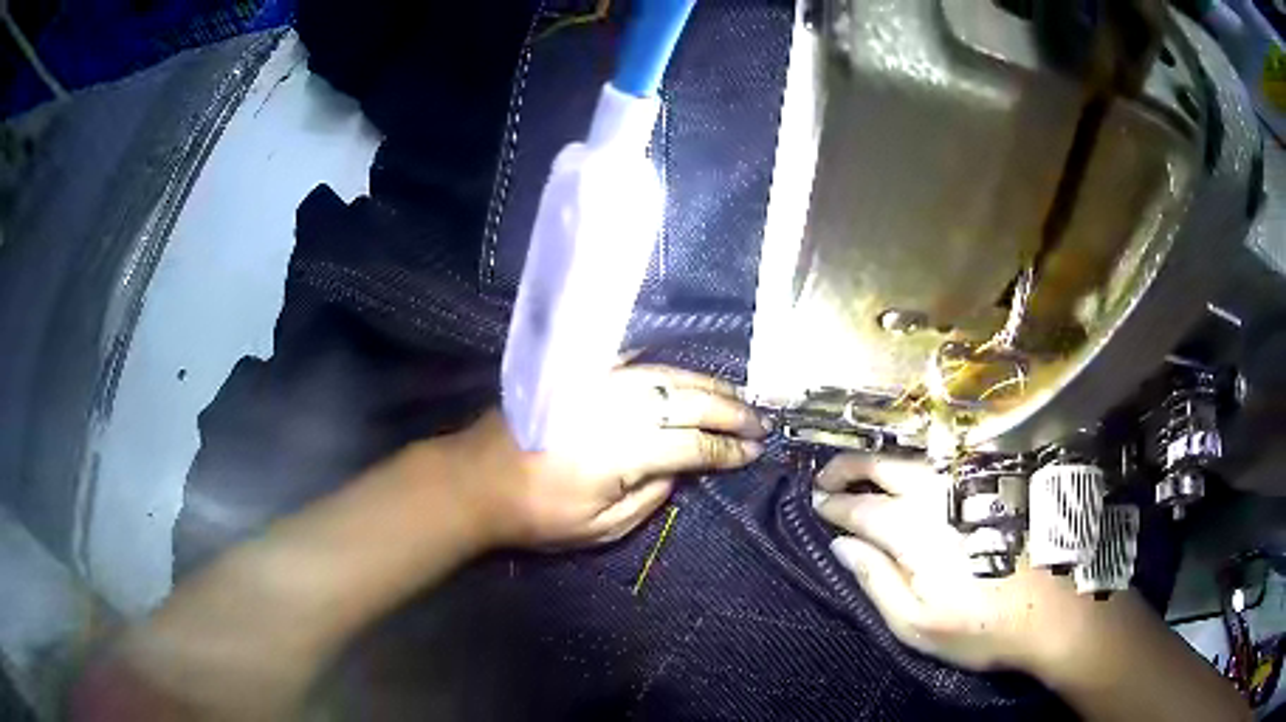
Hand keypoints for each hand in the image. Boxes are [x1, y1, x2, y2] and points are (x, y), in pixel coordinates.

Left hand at [436, 364, 767, 549]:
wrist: (477, 478)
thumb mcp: (599, 527)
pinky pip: (636, 361)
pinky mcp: (580, 373)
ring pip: (668, 374)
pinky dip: (669, 368)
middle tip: (760, 421)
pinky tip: (688, 375)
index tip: (754, 451)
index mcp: (621, 451)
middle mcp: (615, 407)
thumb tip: (682, 467)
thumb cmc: (537, 514)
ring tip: (738, 396)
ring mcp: (596, 383)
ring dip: (709, 384)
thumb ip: (650, 496)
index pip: (692, 444)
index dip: (727, 449)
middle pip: (688, 400)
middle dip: (730, 410)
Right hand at [813, 454, 1098, 673]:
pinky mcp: (992, 486)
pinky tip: (909, 480)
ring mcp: (970, 485)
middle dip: (847, 467)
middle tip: (824, 478)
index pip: (861, 508)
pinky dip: (915, 467)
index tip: (813, 505)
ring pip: (915, 460)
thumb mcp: (917, 623)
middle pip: (885, 466)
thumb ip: (875, 580)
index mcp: (916, 529)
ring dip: (880, 463)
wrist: (1054, 608)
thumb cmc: (981, 625)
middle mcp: (940, 494)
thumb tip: (840, 545)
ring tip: (860, 476)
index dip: (833, 505)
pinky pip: (943, 466)